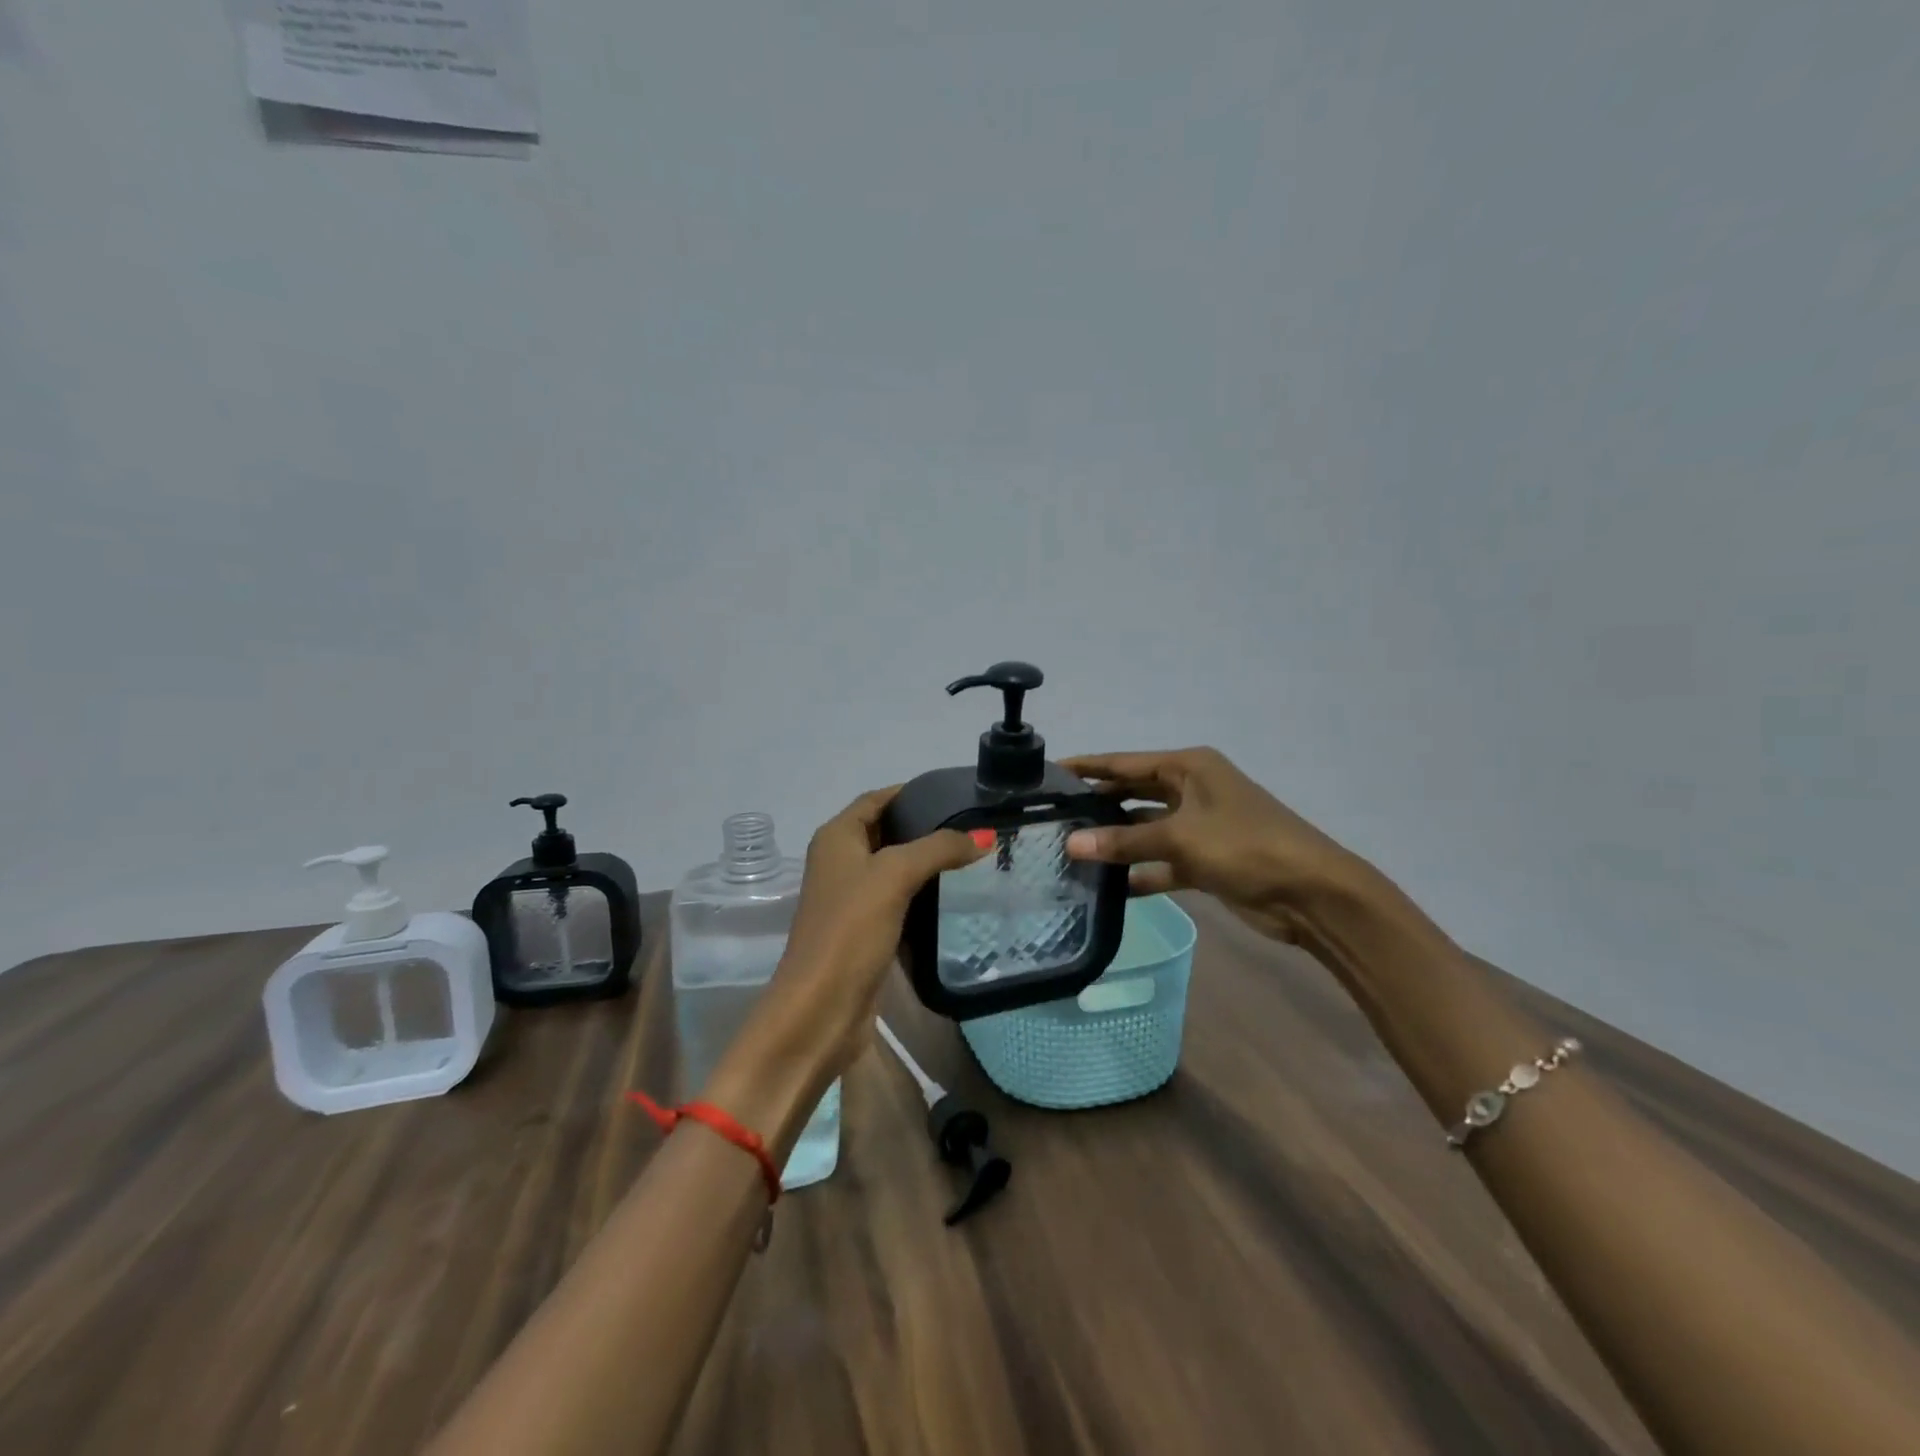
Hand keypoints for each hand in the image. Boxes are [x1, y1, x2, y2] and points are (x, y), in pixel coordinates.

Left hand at [758, 786, 986, 1080]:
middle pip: (887, 831)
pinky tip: (955, 896)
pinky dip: (923, 895)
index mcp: (836, 838)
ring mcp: (851, 899)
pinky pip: (898, 901)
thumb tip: (984, 835)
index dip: (911, 792)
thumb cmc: (850, 929)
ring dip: (926, 862)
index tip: (956, 793)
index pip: (877, 799)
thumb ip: (938, 848)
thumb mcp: (894, 876)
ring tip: (973, 856)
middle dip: (925, 827)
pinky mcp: (865, 931)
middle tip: (973, 825)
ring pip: (894, 868)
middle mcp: (840, 862)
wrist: (821, 1008)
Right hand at [1062, 747, 1369, 944]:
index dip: (1089, 766)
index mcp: (1188, 768)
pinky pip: (1161, 862)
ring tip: (1068, 851)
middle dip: (1097, 804)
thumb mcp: (1180, 838)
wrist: (1311, 893)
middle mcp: (1191, 790)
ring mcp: (1198, 827)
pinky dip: (1139, 872)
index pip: (1125, 762)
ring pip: (1145, 830)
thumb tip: (1070, 844)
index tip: (1050, 770)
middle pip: (1133, 793)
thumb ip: (1124, 840)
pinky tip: (1106, 886)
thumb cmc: (1245, 846)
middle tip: (1052, 816)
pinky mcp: (1204, 861)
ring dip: (1115, 841)